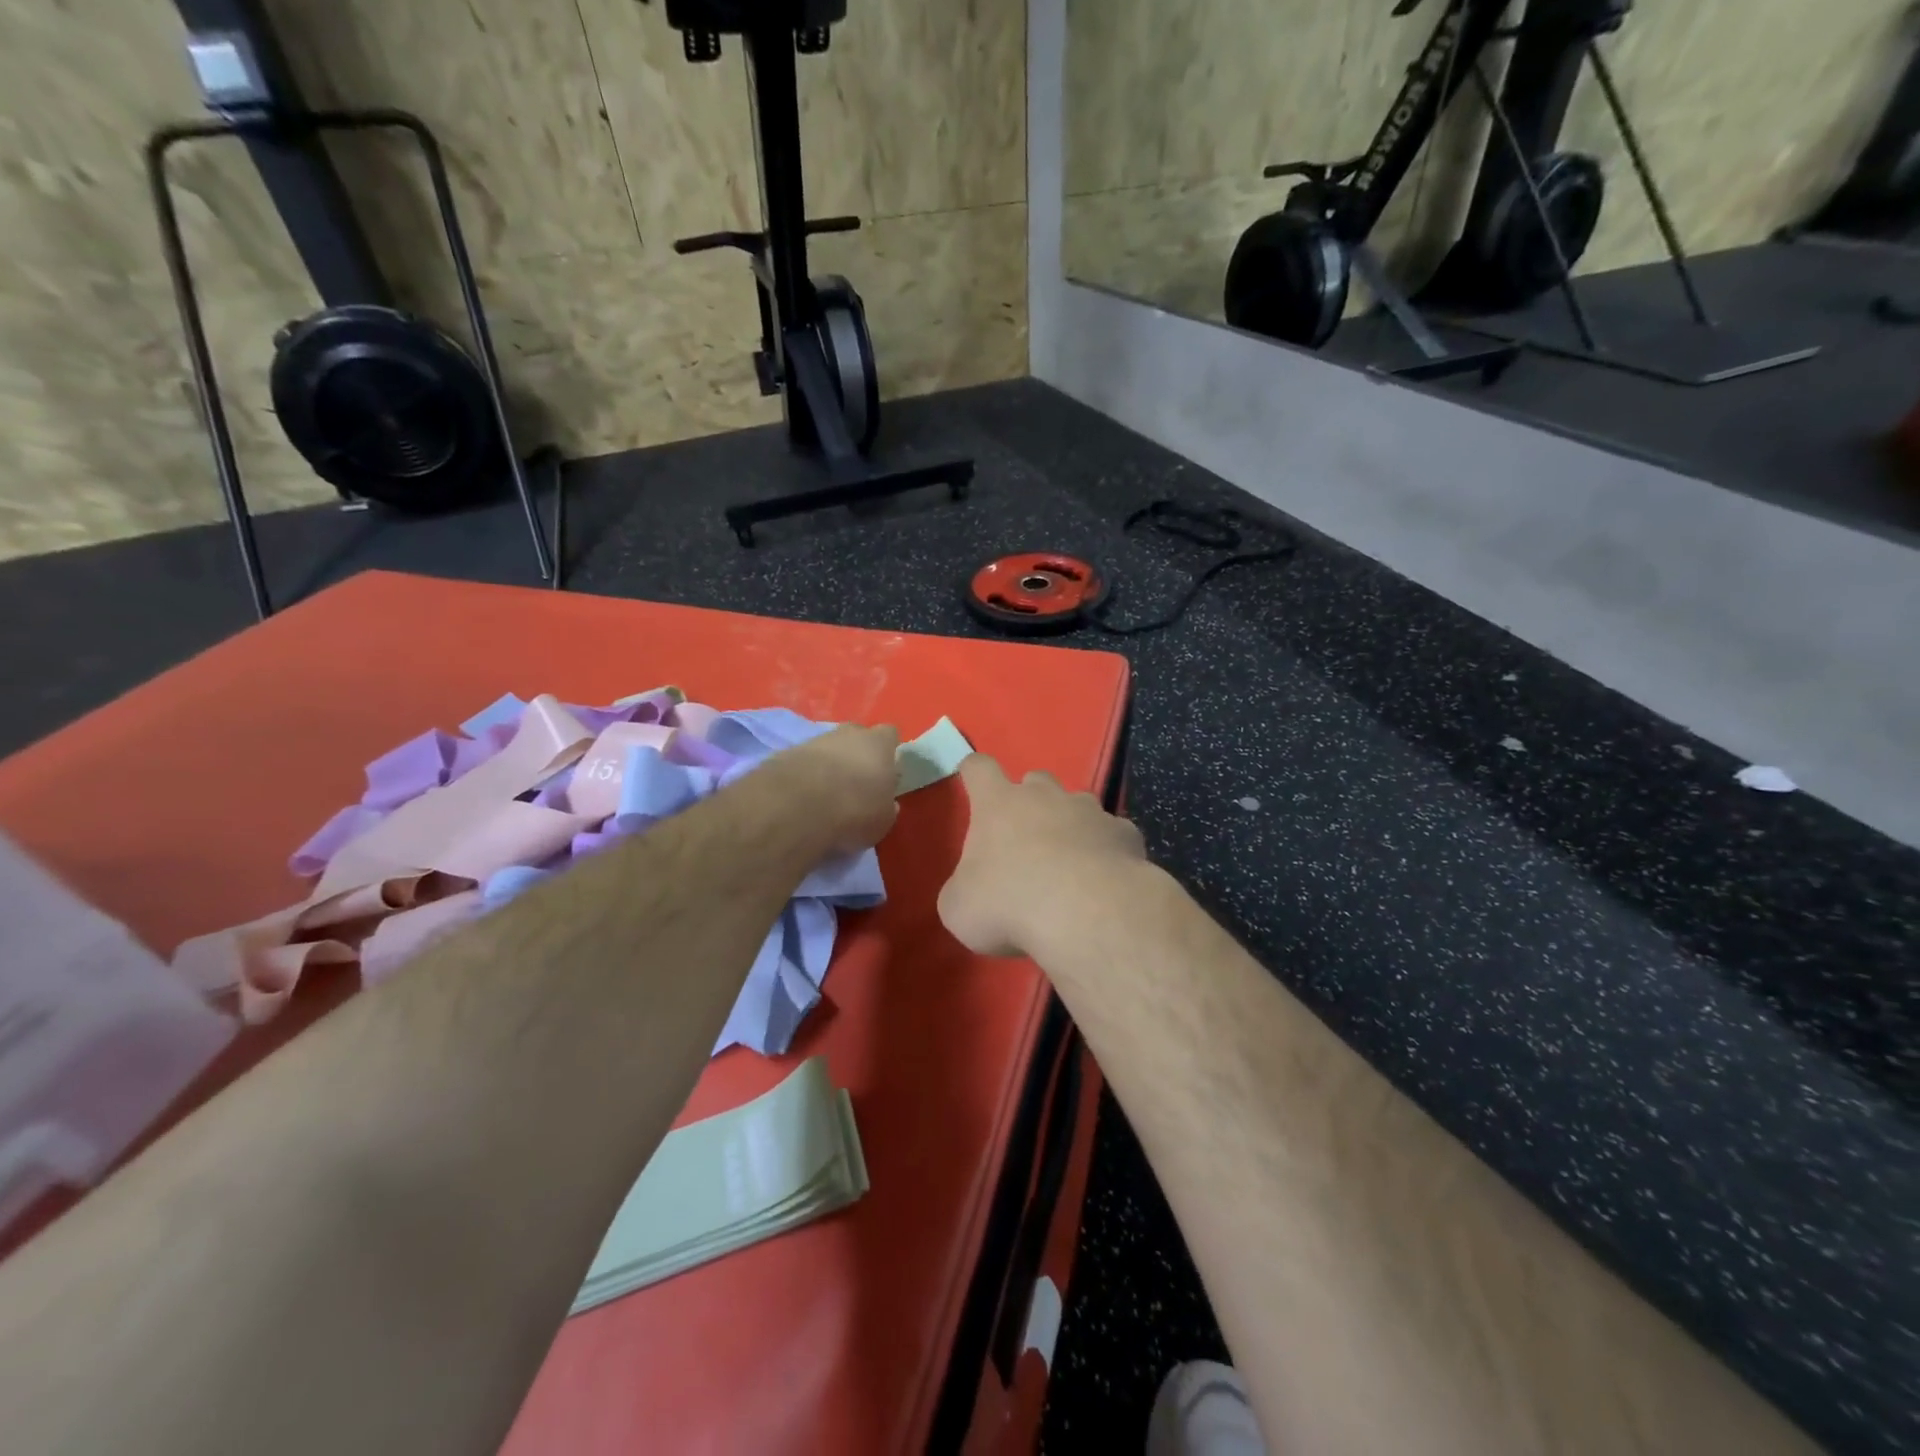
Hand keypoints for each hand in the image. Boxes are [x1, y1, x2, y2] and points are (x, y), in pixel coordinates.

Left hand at [767, 723, 900, 855]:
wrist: (796, 807)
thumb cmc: (854, 811)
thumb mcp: (882, 820)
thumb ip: (886, 807)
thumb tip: (886, 804)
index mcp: (878, 744)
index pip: (890, 735)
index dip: (888, 752)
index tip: (885, 773)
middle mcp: (848, 734)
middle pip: (856, 737)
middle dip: (857, 756)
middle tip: (856, 784)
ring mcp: (815, 740)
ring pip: (828, 748)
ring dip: (828, 766)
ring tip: (825, 796)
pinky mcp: (786, 753)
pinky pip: (803, 762)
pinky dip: (805, 775)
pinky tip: (802, 798)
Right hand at [939, 754, 1145, 957]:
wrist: (1087, 914)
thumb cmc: (1009, 905)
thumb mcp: (960, 908)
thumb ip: (963, 889)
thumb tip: (971, 890)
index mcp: (998, 804)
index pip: (979, 768)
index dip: (973, 772)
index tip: (971, 778)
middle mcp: (1045, 796)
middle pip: (1035, 780)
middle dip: (1030, 799)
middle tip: (1026, 836)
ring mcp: (1090, 811)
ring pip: (1078, 804)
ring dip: (1071, 824)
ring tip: (1070, 861)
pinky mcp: (1124, 834)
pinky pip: (1112, 834)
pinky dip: (1106, 850)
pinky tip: (1104, 879)